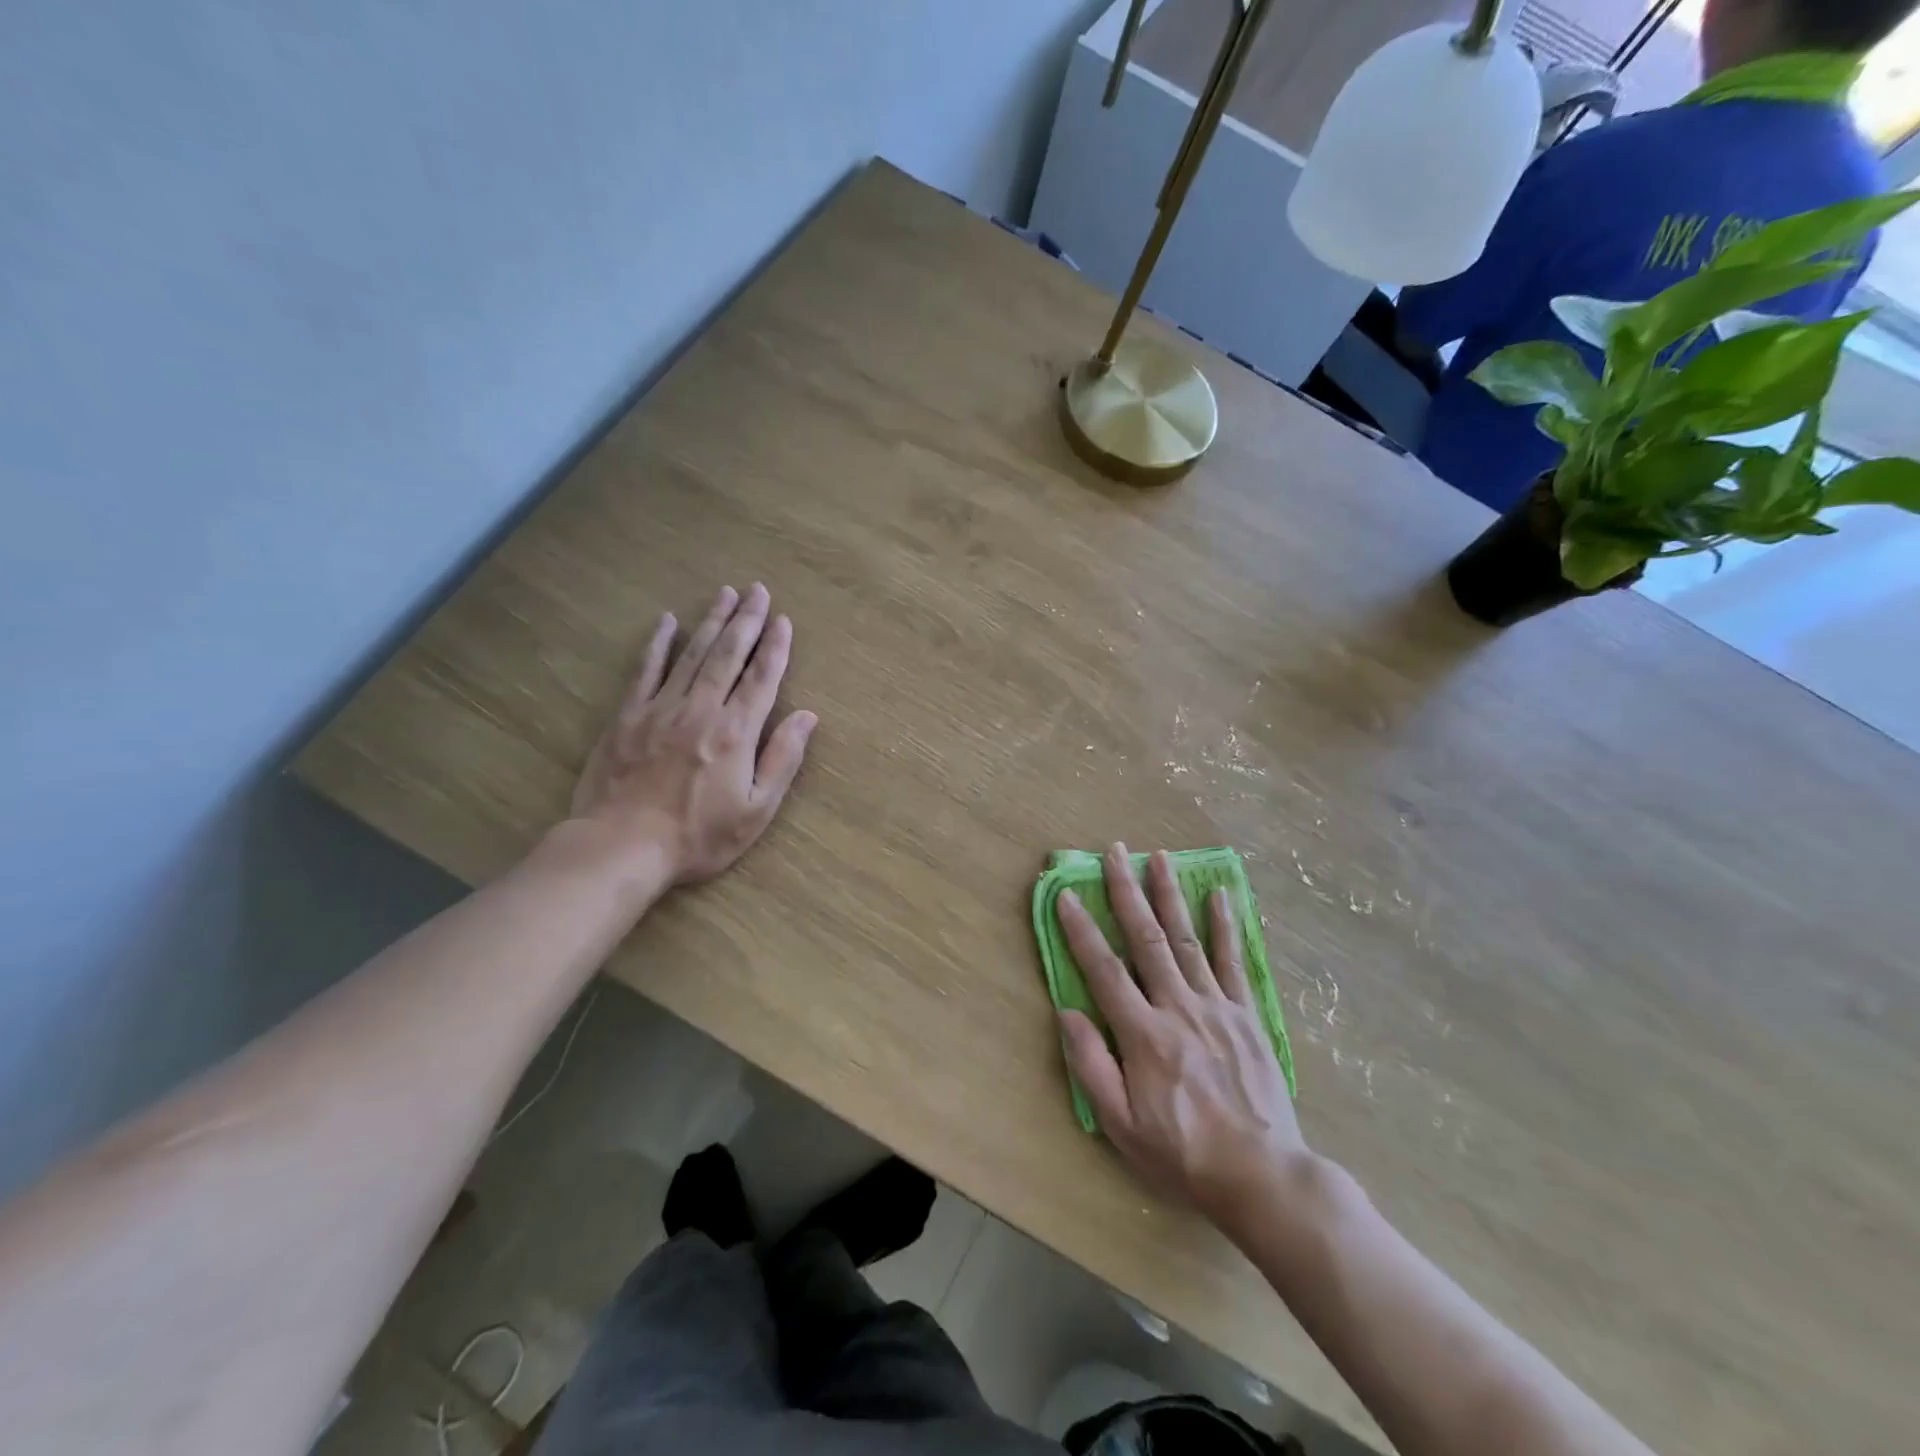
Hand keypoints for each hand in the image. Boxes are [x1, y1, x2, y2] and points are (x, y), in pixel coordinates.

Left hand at [568, 583, 816, 885]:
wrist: (622, 846)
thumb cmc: (698, 836)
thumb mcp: (756, 810)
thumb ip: (782, 759)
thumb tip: (807, 716)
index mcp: (736, 732)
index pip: (762, 678)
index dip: (775, 647)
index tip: (784, 620)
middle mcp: (701, 709)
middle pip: (728, 655)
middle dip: (746, 620)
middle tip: (757, 590)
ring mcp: (661, 708)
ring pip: (692, 654)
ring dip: (711, 621)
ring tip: (725, 594)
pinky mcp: (628, 716)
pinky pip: (645, 670)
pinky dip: (657, 643)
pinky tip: (667, 621)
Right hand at [1058, 843, 1307, 1228]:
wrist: (1262, 1176)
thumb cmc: (1183, 1154)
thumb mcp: (1121, 1125)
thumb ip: (1090, 1065)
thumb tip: (1068, 1012)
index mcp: (1144, 1034)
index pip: (1104, 969)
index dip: (1081, 930)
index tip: (1066, 894)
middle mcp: (1179, 1007)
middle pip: (1147, 938)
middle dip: (1127, 890)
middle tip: (1116, 850)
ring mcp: (1217, 1006)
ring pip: (1187, 939)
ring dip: (1170, 894)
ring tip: (1159, 857)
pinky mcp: (1247, 1015)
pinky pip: (1233, 961)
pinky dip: (1225, 926)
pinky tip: (1219, 895)